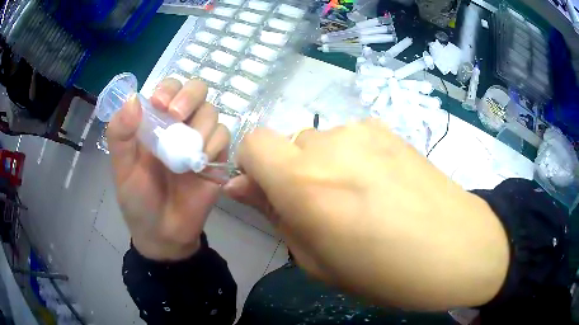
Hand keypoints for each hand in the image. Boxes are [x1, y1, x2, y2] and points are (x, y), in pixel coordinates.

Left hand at [107, 78, 228, 260]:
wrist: (164, 234)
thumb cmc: (138, 201)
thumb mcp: (122, 168)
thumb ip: (120, 134)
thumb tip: (132, 99)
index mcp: (156, 123)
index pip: (169, 88)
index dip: (169, 88)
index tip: (160, 104)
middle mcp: (180, 125)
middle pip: (197, 91)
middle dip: (190, 96)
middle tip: (177, 116)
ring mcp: (200, 140)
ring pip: (212, 112)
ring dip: (201, 124)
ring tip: (187, 151)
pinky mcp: (216, 158)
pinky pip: (224, 137)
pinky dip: (215, 143)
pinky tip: (201, 162)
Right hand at [224, 119, 508, 309]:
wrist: (459, 248)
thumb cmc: (386, 273)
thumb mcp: (317, 261)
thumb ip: (274, 215)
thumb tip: (238, 186)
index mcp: (305, 182)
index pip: (252, 143)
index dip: (252, 168)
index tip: (268, 194)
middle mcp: (329, 143)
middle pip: (287, 145)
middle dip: (292, 174)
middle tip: (325, 210)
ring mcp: (363, 130)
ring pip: (319, 142)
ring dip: (324, 167)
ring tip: (361, 200)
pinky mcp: (388, 129)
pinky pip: (349, 139)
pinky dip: (351, 159)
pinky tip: (382, 185)